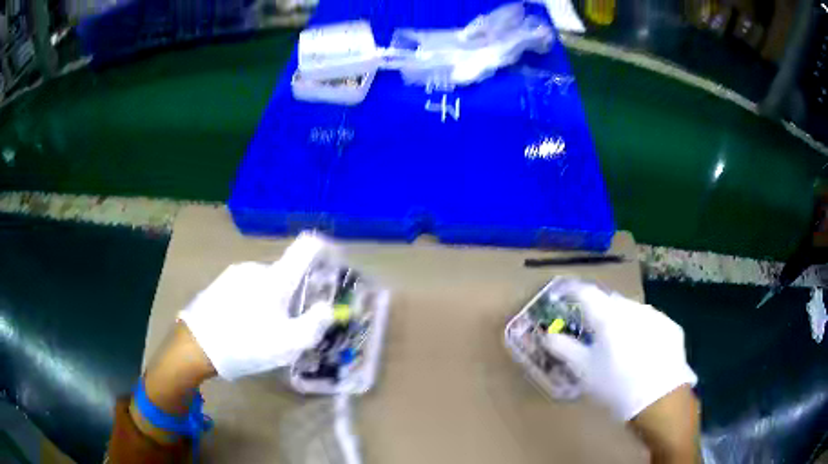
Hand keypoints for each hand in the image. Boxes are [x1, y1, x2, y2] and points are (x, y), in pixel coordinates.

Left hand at [178, 233, 333, 380]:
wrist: (196, 345)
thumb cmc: (246, 344)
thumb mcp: (288, 344)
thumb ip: (315, 324)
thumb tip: (328, 307)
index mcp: (277, 277)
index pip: (308, 245)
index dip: (326, 248)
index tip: (335, 264)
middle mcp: (256, 267)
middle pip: (287, 271)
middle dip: (297, 292)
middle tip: (295, 322)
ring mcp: (235, 273)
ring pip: (267, 281)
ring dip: (274, 299)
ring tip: (267, 330)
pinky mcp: (220, 283)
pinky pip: (248, 286)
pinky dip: (256, 301)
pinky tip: (246, 325)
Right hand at [543, 284, 698, 461]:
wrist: (659, 398)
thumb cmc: (615, 385)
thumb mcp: (584, 371)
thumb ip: (563, 349)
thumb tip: (547, 335)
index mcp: (607, 315)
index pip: (585, 293)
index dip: (572, 292)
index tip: (565, 297)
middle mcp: (632, 308)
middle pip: (610, 300)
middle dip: (598, 309)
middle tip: (592, 328)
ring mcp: (654, 315)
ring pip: (631, 310)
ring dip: (621, 319)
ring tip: (618, 342)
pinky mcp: (670, 326)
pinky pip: (650, 321)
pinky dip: (641, 329)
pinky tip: (641, 350)